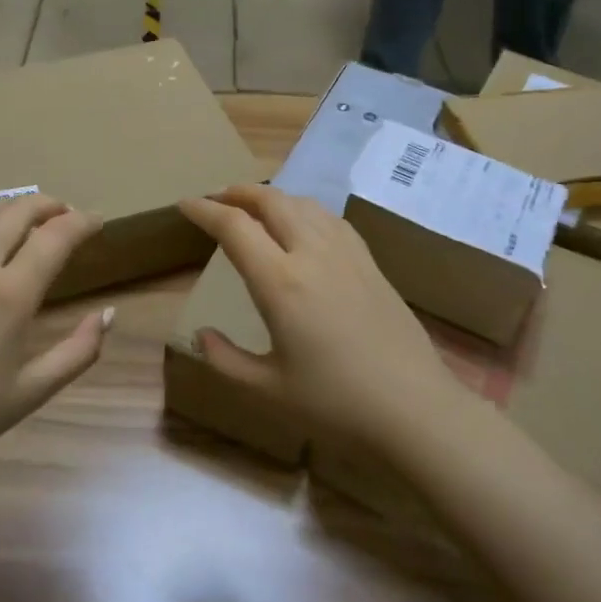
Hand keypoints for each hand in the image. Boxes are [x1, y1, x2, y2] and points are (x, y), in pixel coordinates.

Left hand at [0, 196, 112, 462]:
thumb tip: (108, 314)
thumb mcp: (33, 390)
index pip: (55, 236)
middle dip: (49, 205)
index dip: (82, 222)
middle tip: (66, 214)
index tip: (97, 222)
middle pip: (18, 211)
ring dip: (13, 207)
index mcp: (10, 294)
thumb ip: (79, 351)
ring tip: (29, 217)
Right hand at [177, 185, 466, 458]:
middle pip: (270, 201)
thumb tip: (201, 335)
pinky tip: (302, 225)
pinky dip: (304, 209)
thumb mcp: (268, 389)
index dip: (204, 210)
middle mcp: (312, 254)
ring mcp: (346, 253)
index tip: (185, 205)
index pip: (234, 227)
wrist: (415, 408)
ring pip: (302, 203)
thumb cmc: (336, 404)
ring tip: (253, 208)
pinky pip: (330, 218)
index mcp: (281, 283)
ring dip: (271, 197)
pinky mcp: (370, 262)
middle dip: (237, 193)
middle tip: (215, 200)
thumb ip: (226, 360)